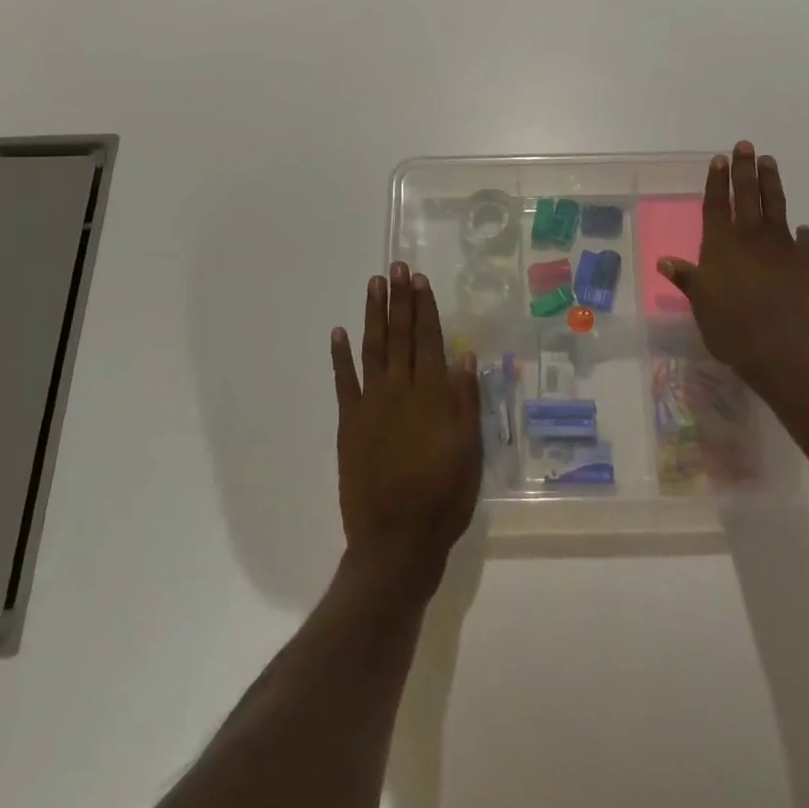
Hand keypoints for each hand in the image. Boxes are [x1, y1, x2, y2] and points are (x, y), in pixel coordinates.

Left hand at [331, 263, 481, 599]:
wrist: (396, 540)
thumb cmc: (443, 497)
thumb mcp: (469, 450)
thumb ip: (466, 401)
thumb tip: (464, 355)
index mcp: (433, 395)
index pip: (429, 339)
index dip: (425, 308)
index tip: (420, 280)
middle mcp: (401, 390)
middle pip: (400, 336)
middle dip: (399, 300)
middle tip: (397, 268)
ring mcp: (371, 405)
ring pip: (372, 349)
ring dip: (373, 315)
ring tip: (374, 285)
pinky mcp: (350, 423)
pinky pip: (344, 382)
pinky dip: (341, 356)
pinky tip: (339, 332)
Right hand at [657, 142, 808, 389]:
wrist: (785, 348)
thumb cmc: (732, 327)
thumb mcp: (700, 304)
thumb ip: (687, 278)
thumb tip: (664, 261)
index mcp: (721, 245)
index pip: (716, 205)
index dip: (716, 181)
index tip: (719, 158)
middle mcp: (750, 238)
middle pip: (746, 196)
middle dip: (744, 169)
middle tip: (746, 145)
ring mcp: (782, 248)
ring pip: (776, 206)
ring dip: (772, 183)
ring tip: (770, 162)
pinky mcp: (808, 263)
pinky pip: (806, 242)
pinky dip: (803, 234)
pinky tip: (803, 229)